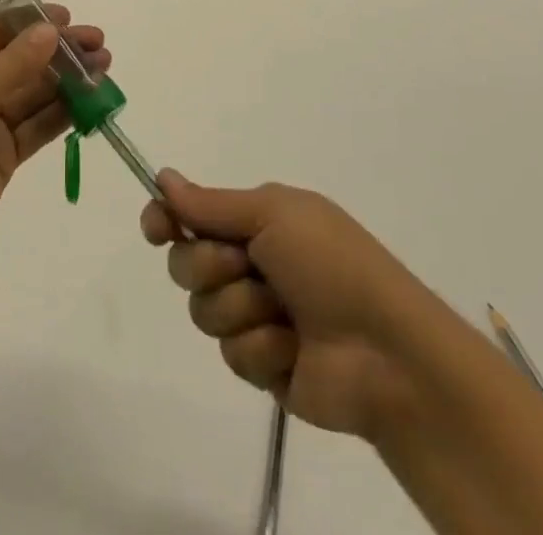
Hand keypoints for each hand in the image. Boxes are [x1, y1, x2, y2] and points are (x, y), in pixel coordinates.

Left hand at [0, 8, 108, 288]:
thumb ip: (13, 64)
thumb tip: (50, 30)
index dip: (32, 23)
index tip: (69, 18)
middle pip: (19, 61)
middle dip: (58, 52)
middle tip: (99, 45)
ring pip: (32, 94)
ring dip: (67, 82)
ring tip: (104, 70)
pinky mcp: (1, 157)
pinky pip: (36, 128)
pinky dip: (62, 115)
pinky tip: (90, 104)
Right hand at [141, 173, 432, 440]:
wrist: (386, 351)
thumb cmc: (331, 263)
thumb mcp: (273, 214)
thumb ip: (212, 204)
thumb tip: (162, 177)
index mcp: (255, 222)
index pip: (189, 214)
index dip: (164, 218)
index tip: (156, 227)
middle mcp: (248, 263)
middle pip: (185, 262)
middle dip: (209, 265)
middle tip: (245, 264)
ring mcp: (254, 315)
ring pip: (203, 310)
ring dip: (241, 308)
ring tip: (282, 314)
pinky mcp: (261, 364)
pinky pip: (231, 353)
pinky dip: (261, 347)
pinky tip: (292, 349)